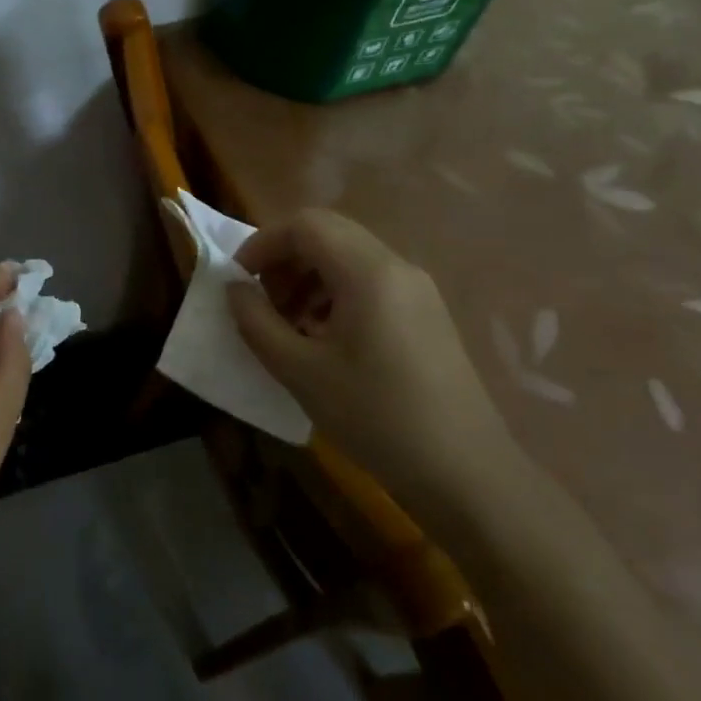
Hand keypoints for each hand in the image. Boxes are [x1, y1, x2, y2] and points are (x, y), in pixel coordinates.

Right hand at [225, 209, 515, 513]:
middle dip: (284, 258)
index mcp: (368, 272)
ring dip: (307, 276)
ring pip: (347, 256)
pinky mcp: (426, 313)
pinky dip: (334, 293)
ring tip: (288, 323)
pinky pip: (369, 281)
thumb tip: (233, 288)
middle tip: (261, 300)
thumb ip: (256, 321)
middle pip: (327, 233)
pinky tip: (323, 338)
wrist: (466, 475)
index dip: (262, 244)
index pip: (305, 225)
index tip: (238, 280)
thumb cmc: (375, 418)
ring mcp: (417, 289)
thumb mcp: (300, 371)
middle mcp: (396, 266)